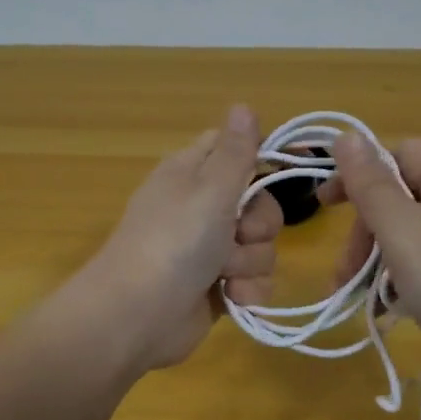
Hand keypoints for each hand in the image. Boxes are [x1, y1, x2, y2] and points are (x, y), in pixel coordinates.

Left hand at [72, 104, 281, 372]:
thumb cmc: (173, 241)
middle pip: (259, 204)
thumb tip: (242, 104)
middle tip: (239, 234)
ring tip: (225, 275)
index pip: (233, 150)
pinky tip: (232, 299)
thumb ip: (235, 151)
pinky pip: (253, 281)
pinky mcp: (216, 288)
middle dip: (260, 225)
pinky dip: (247, 291)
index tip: (284, 167)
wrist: (136, 315)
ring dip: (251, 263)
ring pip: (260, 247)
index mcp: (192, 174)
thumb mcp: (209, 188)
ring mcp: (208, 251)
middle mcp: (201, 209)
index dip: (259, 158)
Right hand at [323, 133, 420, 396]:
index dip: (359, 175)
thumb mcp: (402, 229)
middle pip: (399, 198)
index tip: (324, 206)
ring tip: (353, 295)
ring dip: (373, 262)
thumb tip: (344, 136)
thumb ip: (369, 184)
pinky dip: (397, 282)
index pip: (400, 154)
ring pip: (406, 235)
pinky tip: (383, 308)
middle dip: (364, 233)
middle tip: (345, 271)